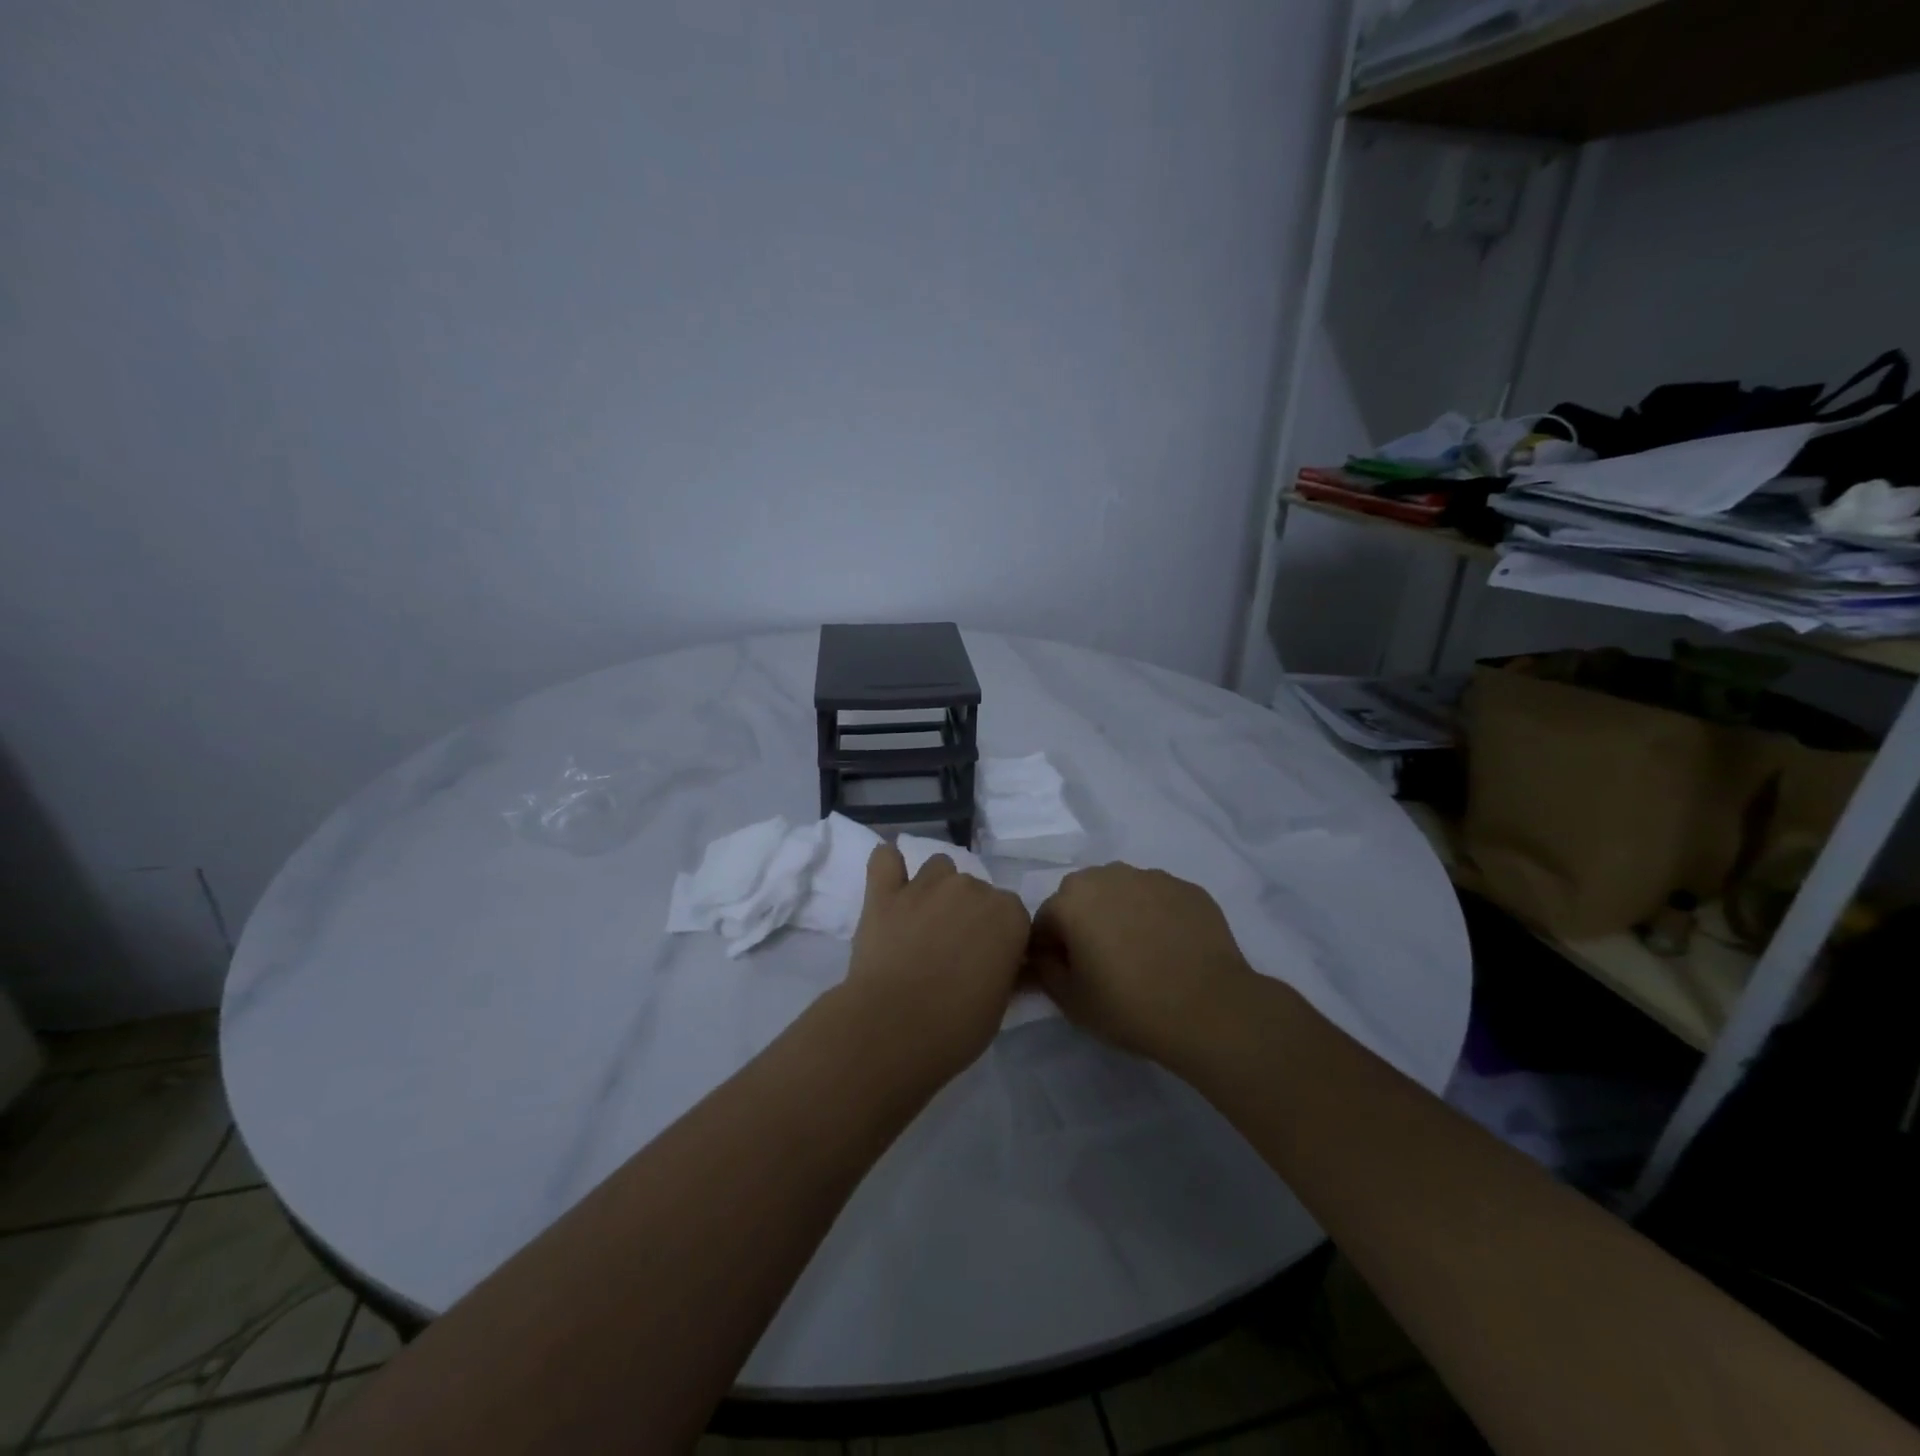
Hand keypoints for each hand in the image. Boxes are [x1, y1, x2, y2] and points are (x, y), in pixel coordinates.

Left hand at [841, 842, 1030, 1080]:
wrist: (894, 1028)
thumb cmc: (957, 1027)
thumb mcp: (1000, 1004)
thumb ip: (1004, 970)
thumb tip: (1001, 962)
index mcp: (1008, 914)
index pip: (1012, 913)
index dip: (999, 936)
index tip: (987, 960)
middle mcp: (971, 888)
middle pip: (975, 889)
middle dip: (967, 912)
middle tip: (952, 950)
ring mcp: (925, 885)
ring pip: (938, 868)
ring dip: (935, 888)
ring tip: (922, 922)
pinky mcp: (884, 892)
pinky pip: (885, 858)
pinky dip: (888, 864)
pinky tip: (889, 883)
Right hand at [1029, 863, 1257, 1064]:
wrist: (1210, 1008)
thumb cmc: (1131, 1006)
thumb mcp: (1070, 1001)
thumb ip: (1046, 969)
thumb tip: (1046, 954)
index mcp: (1072, 900)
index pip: (1045, 920)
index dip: (1051, 949)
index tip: (1068, 975)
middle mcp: (1107, 876)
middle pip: (1082, 897)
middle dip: (1084, 922)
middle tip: (1103, 962)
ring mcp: (1150, 877)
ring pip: (1121, 891)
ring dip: (1120, 913)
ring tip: (1140, 952)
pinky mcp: (1186, 887)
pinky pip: (1157, 898)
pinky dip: (1155, 915)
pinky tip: (1170, 947)